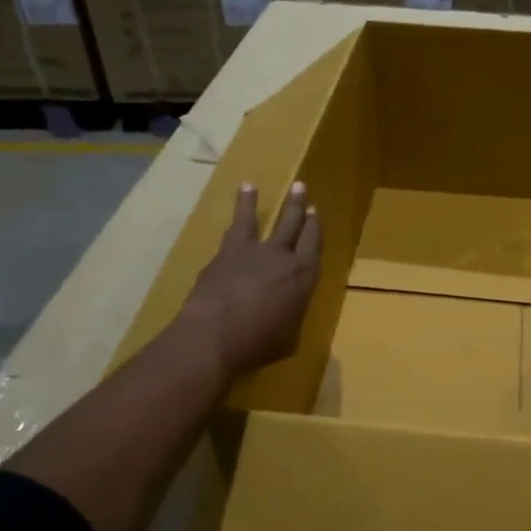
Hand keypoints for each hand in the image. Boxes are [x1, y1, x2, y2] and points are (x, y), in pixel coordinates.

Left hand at [178, 181, 322, 381]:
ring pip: (255, 219)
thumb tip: (286, 315)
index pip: (314, 243)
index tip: (315, 212)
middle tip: (300, 188)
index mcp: (304, 275)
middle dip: (297, 206)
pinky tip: (230, 219)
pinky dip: (231, 221)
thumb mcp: (289, 338)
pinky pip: (230, 232)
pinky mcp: (223, 256)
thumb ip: (291, 317)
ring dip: (253, 202)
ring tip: (251, 186)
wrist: (215, 336)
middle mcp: (280, 256)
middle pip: (292, 224)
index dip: (315, 227)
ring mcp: (249, 252)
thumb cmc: (260, 344)